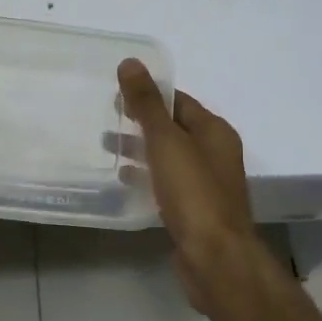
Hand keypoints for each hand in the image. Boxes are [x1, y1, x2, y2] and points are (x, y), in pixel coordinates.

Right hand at [117, 59, 267, 315]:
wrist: (215, 258)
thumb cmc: (193, 194)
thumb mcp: (166, 142)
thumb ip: (147, 104)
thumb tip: (131, 62)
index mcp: (214, 131)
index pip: (179, 101)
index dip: (150, 94)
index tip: (116, 94)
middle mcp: (215, 153)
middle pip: (175, 128)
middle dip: (142, 122)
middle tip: (106, 119)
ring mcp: (207, 184)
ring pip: (170, 157)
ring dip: (141, 149)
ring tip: (106, 147)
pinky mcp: (195, 211)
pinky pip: (168, 183)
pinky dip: (147, 176)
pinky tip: (124, 181)